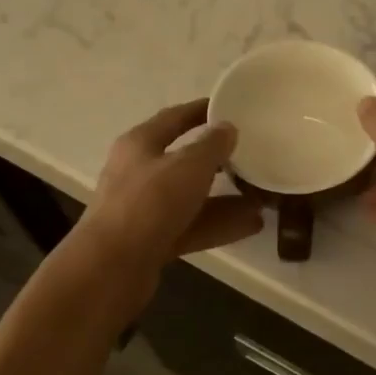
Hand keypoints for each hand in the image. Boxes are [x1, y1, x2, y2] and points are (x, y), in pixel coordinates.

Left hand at [77, 101, 264, 275]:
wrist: (113, 267)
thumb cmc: (150, 203)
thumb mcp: (188, 166)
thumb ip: (212, 145)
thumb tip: (227, 128)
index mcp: (140, 144)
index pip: (174, 118)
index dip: (202, 110)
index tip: (230, 107)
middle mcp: (139, 172)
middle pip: (183, 160)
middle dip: (218, 159)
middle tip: (251, 154)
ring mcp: (145, 209)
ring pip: (192, 197)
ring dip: (225, 196)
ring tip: (262, 195)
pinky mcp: (153, 241)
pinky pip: (193, 225)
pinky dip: (219, 223)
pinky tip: (253, 224)